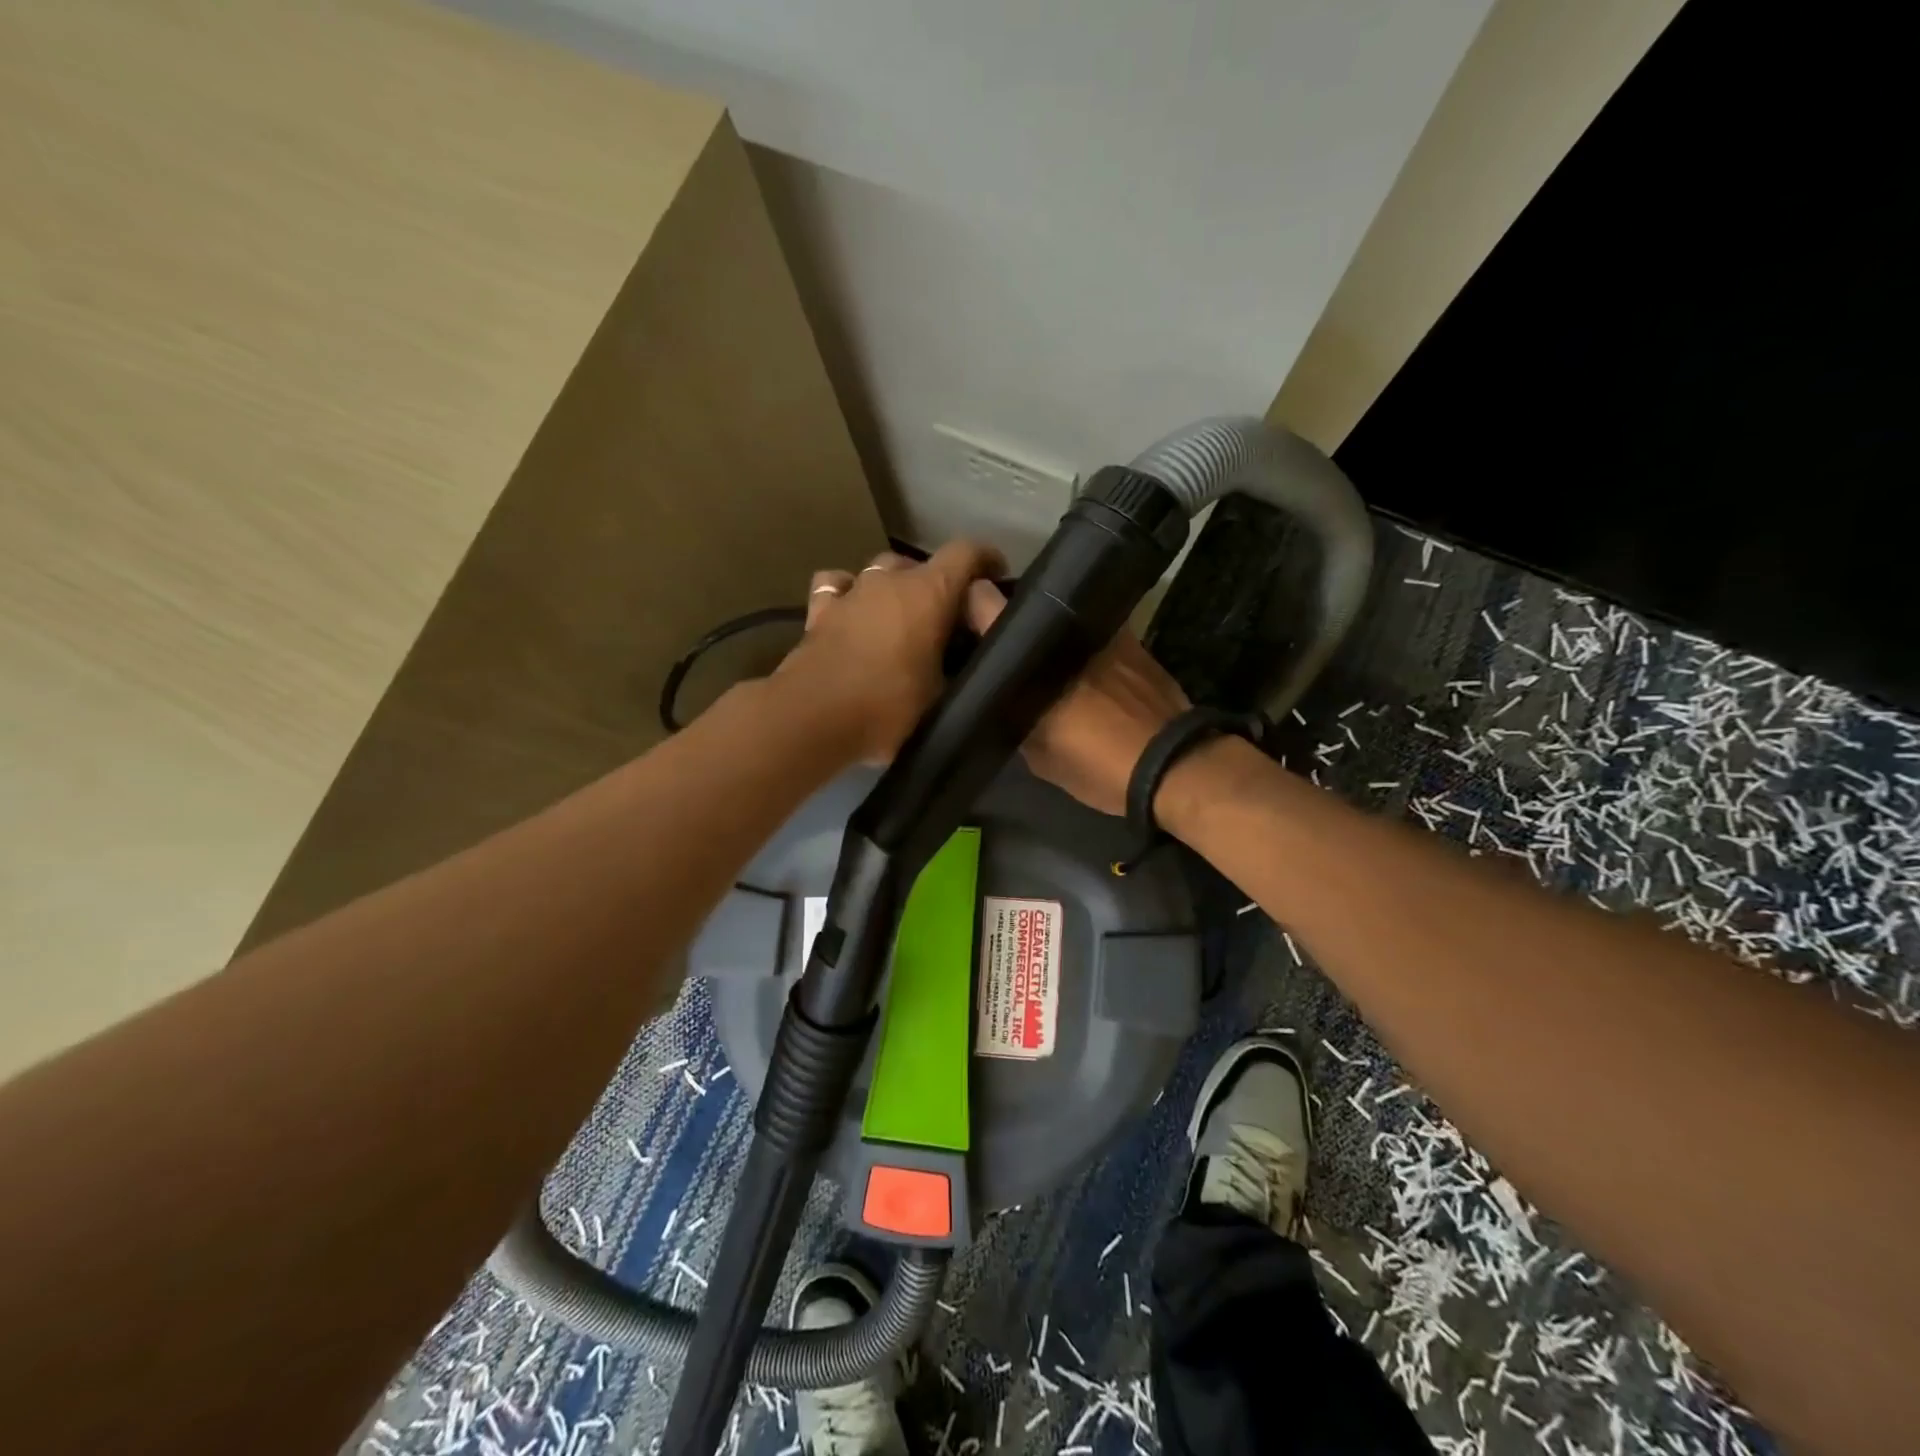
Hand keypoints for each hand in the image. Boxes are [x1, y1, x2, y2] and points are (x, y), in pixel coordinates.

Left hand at [782, 542, 1003, 760]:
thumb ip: (961, 674)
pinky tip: (853, 612)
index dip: (986, 560)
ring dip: (895, 587)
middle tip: (946, 619)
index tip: (996, 576)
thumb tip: (969, 670)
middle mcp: (889, 580)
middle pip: (921, 565)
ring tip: (901, 617)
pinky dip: (850, 594)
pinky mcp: (819, 611)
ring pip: (880, 570)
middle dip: (938, 585)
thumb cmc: (887, 708)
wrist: (812, 718)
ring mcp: (851, 591)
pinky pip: (839, 586)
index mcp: (929, 593)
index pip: (967, 553)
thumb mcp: (942, 699)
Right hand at [964, 583, 1189, 815]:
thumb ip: (1015, 718)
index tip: (963, 620)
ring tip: (1044, 657)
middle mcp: (1067, 628)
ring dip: (1051, 634)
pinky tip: (1082, 668)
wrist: (1173, 765)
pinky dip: (1083, 644)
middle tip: (1005, 645)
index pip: (984, 603)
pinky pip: (1095, 632)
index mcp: (1035, 653)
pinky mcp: (1133, 639)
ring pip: (1063, 620)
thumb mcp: (1039, 754)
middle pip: (1027, 607)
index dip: (970, 606)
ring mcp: (1103, 628)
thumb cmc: (1098, 763)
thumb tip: (1003, 702)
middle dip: (1013, 622)